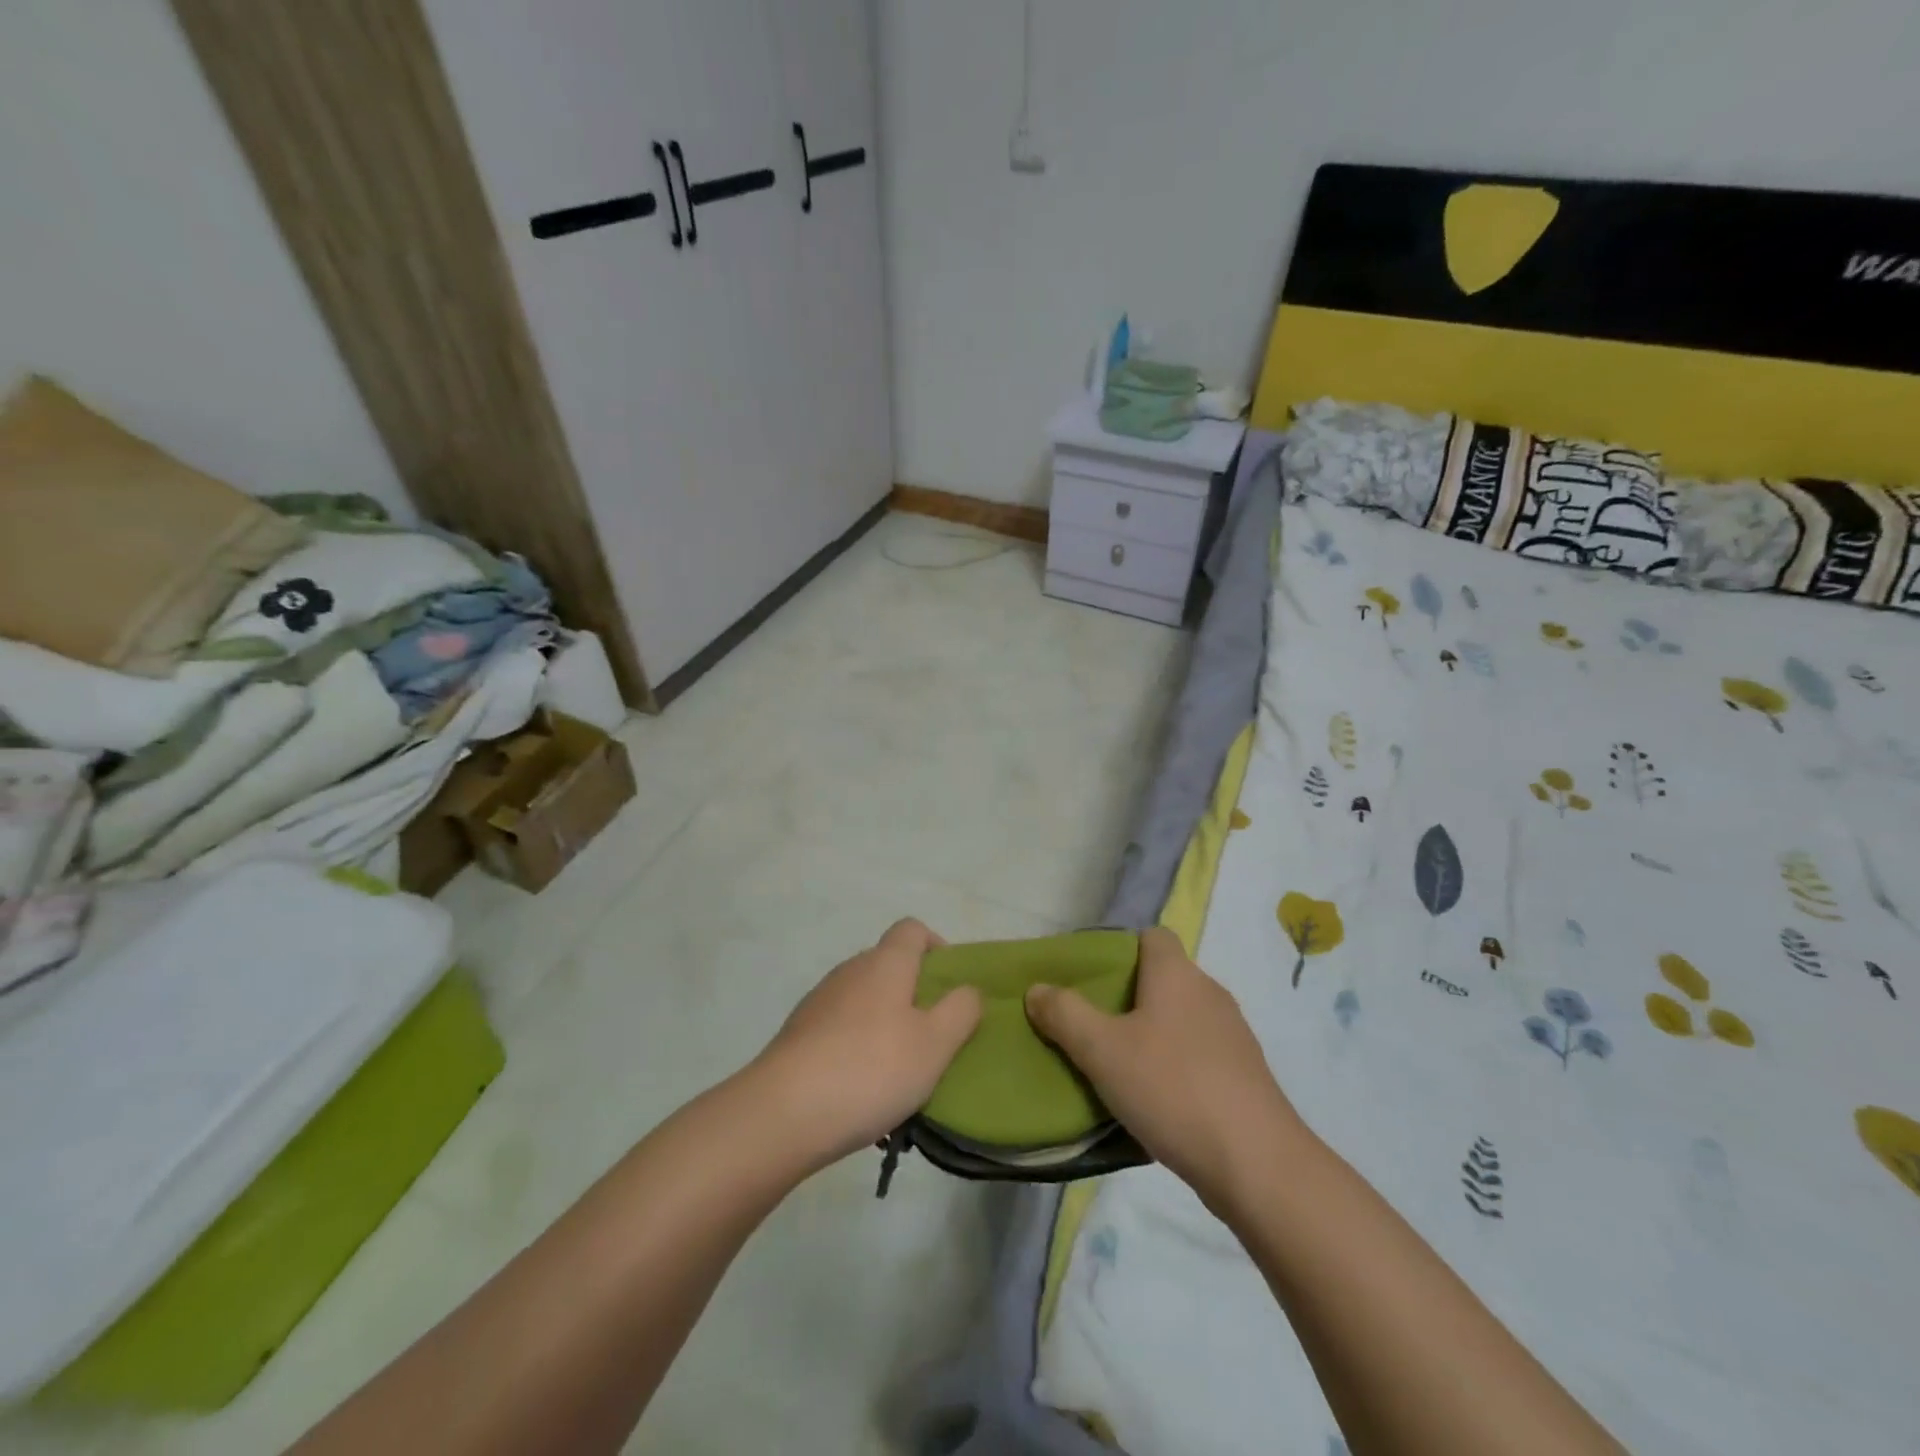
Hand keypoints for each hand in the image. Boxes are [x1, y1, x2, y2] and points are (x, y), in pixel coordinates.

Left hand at [750, 919, 981, 1172]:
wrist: (782, 1113)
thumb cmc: (871, 1070)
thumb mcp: (935, 1044)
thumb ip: (961, 1011)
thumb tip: (969, 989)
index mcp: (885, 963)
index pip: (912, 929)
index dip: (936, 947)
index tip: (951, 986)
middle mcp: (850, 970)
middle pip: (889, 964)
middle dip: (914, 992)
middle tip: (933, 1036)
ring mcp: (820, 1001)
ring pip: (864, 998)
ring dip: (885, 1022)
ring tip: (899, 1071)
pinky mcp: (798, 1034)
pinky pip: (840, 1027)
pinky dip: (857, 1044)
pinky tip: (862, 1088)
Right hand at [1025, 927, 1301, 1212]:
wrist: (1257, 1164)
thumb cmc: (1172, 1088)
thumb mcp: (1102, 1051)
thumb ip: (1064, 1014)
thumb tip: (1037, 988)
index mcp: (1177, 974)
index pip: (1152, 937)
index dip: (1121, 950)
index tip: (1092, 981)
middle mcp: (1209, 993)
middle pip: (1163, 978)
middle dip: (1128, 997)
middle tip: (1092, 1027)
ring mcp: (1233, 1035)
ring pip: (1181, 1018)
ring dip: (1152, 1034)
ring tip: (1118, 1066)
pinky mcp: (1244, 1075)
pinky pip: (1199, 1053)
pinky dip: (1176, 1065)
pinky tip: (1156, 1100)